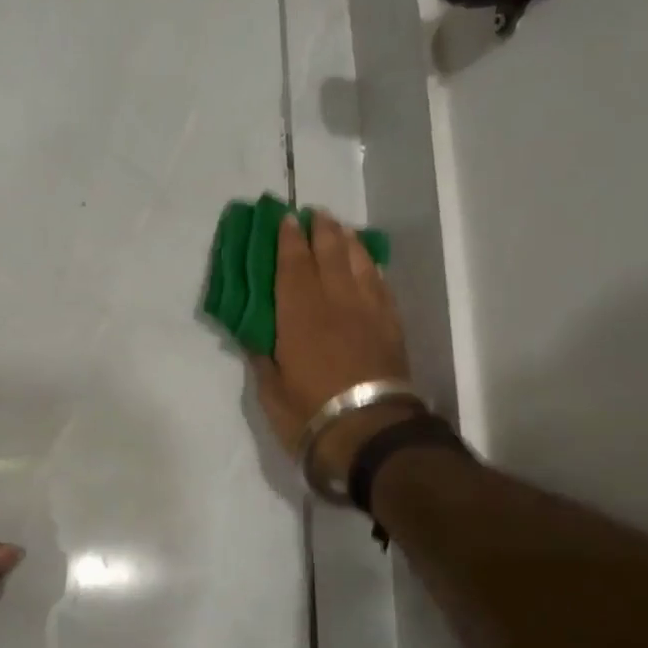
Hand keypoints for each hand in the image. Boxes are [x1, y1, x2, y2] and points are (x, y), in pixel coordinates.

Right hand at [253, 210, 414, 483]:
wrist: (370, 433)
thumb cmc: (310, 413)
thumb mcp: (271, 391)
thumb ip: (263, 358)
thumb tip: (256, 337)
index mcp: (299, 314)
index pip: (292, 265)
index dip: (287, 240)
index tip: (285, 219)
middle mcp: (335, 302)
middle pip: (328, 253)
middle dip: (320, 230)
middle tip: (313, 215)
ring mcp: (367, 311)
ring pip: (358, 263)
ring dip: (347, 241)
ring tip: (339, 230)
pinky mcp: (390, 326)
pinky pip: (380, 285)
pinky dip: (371, 268)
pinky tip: (367, 264)